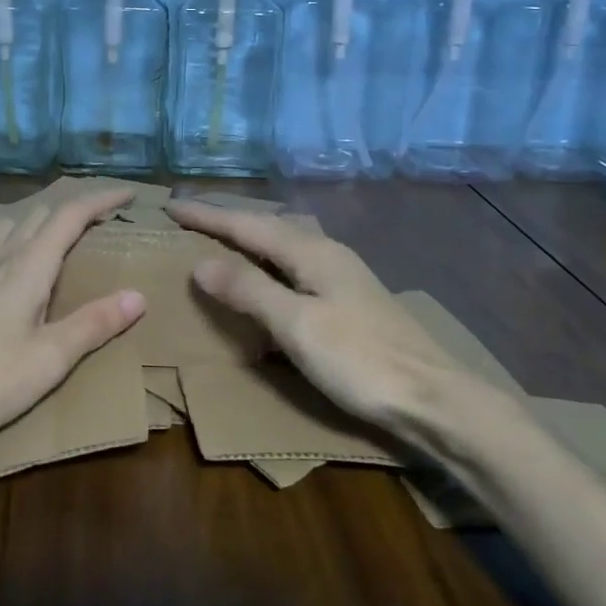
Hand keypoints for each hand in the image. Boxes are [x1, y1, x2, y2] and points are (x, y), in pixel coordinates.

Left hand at [0, 189, 146, 455]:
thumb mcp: (50, 358)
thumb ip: (94, 323)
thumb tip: (138, 295)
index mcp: (29, 267)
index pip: (70, 216)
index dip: (101, 199)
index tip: (130, 193)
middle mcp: (0, 259)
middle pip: (40, 215)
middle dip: (74, 208)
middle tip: (101, 218)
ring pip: (8, 225)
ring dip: (37, 219)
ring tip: (55, 233)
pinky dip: (3, 240)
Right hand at [167, 200, 508, 444]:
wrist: (435, 399)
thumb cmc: (360, 360)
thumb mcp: (296, 326)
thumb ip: (249, 290)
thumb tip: (201, 262)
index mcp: (311, 252)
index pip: (246, 225)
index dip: (207, 216)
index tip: (171, 205)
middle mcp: (327, 253)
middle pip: (268, 226)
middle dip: (229, 221)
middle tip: (193, 220)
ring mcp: (343, 276)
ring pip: (285, 244)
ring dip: (251, 239)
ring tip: (223, 242)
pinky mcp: (351, 300)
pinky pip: (296, 266)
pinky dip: (269, 264)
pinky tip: (269, 280)